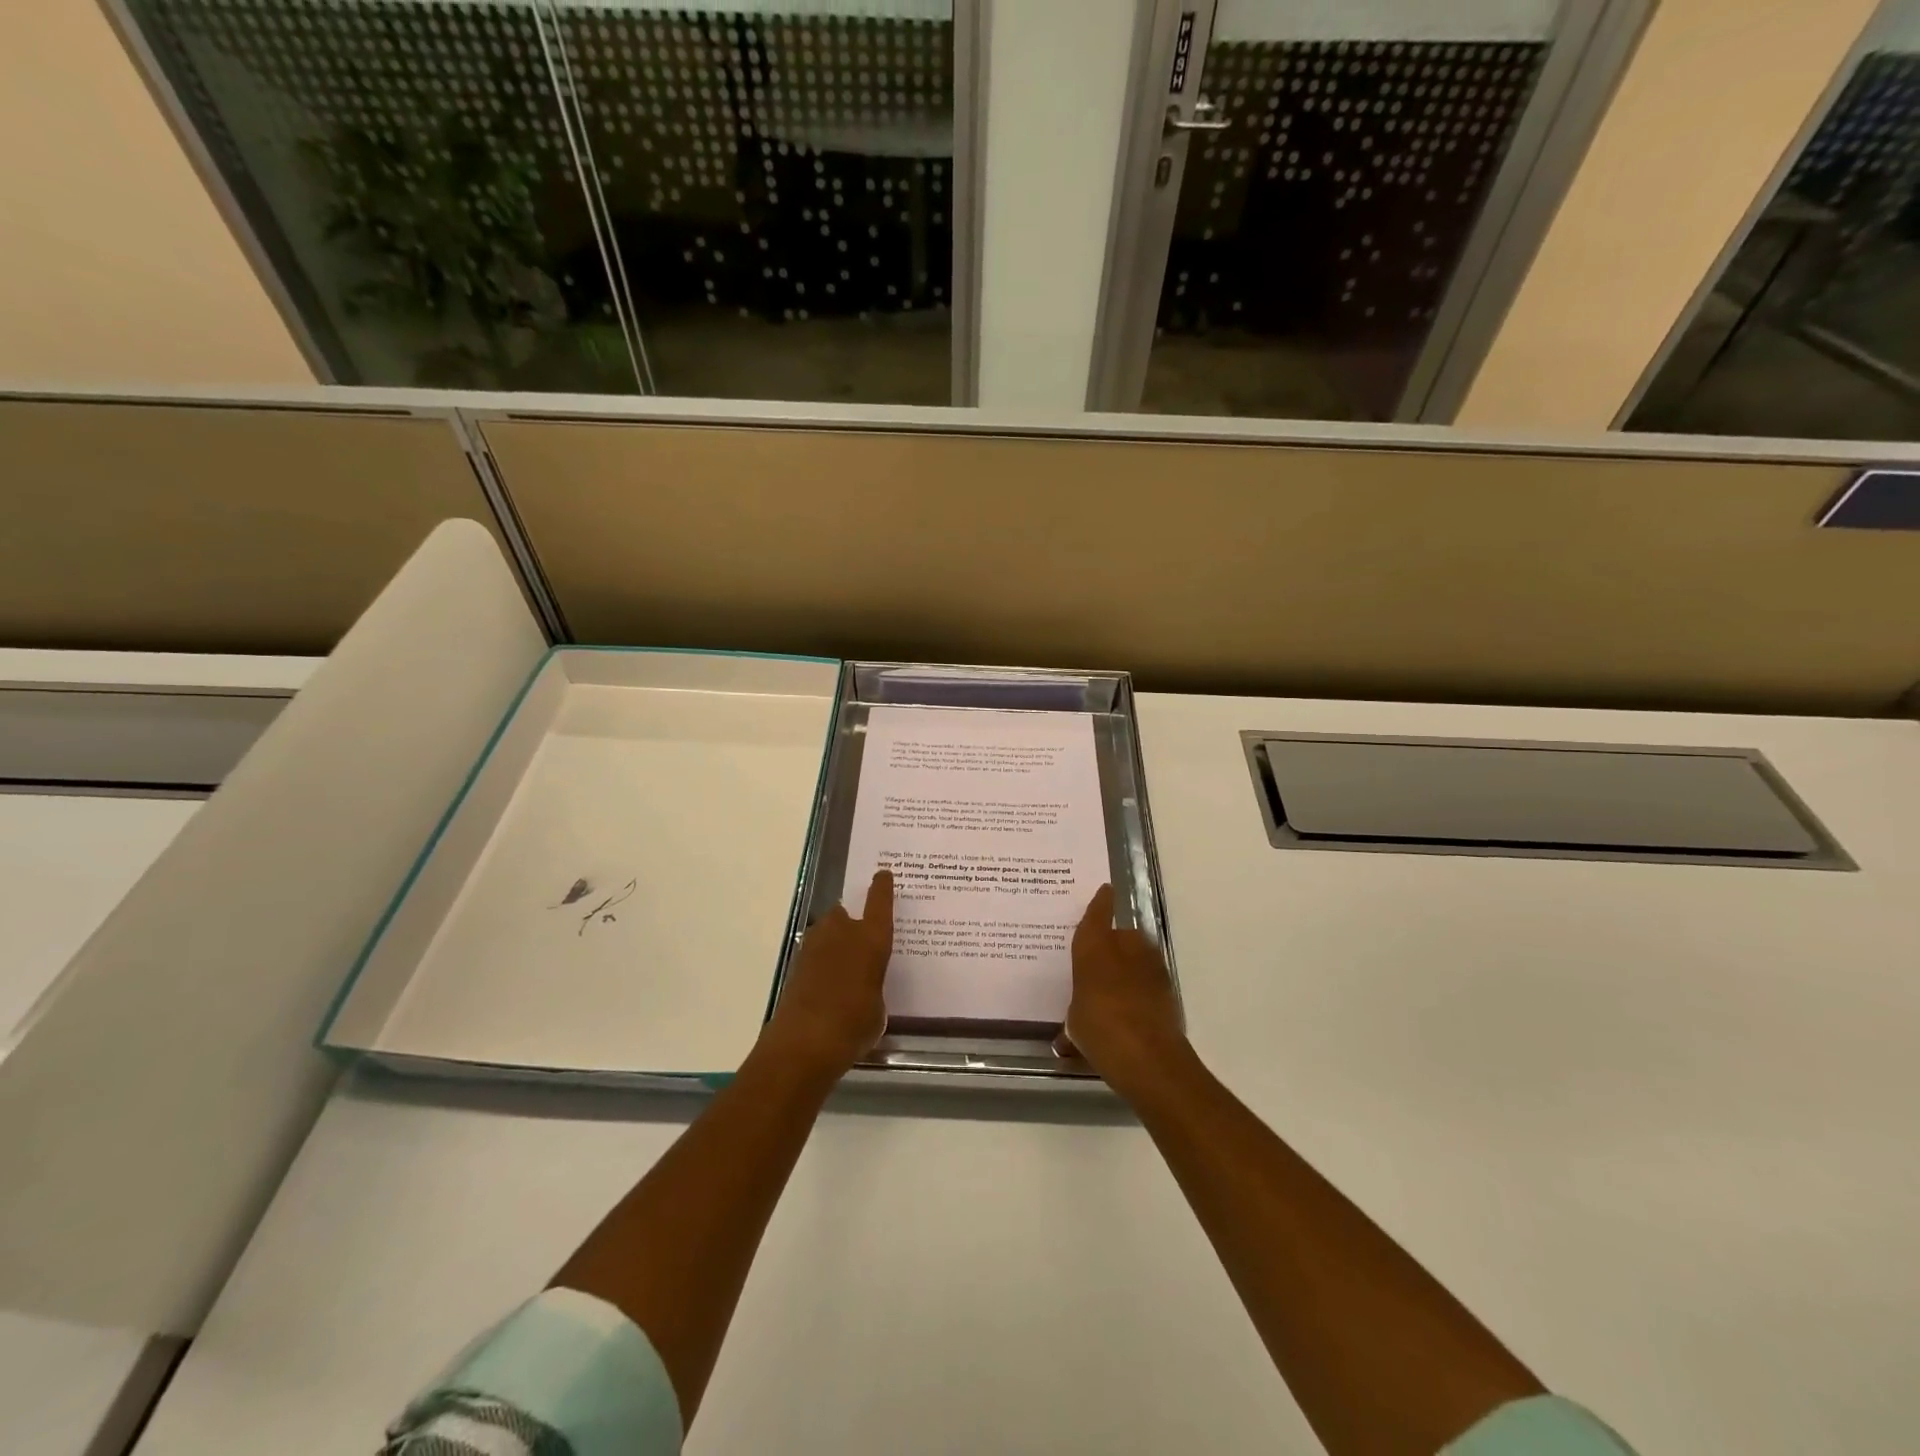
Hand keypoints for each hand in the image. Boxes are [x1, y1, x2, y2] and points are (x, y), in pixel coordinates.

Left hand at [762, 870, 894, 1078]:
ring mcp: (814, 948)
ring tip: (844, 964)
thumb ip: (873, 988)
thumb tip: (864, 986)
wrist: (804, 1042)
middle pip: (844, 914)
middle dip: (850, 921)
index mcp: (871, 939)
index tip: (883, 874)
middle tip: (860, 938)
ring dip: (833, 942)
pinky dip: (821, 963)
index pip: (879, 903)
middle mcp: (842, 934)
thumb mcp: (878, 1009)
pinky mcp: (795, 967)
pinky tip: (828, 983)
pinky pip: (814, 955)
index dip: (882, 888)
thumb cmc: (854, 1024)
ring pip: (826, 932)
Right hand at [1057, 884, 1188, 1099]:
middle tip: (1101, 961)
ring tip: (1118, 985)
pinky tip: (1133, 1004)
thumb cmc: (1099, 1029)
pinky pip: (1149, 975)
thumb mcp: (1074, 1023)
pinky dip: (1142, 984)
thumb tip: (1064, 1039)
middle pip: (1120, 934)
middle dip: (1113, 943)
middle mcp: (1123, 946)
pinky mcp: (1168, 985)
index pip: (1096, 913)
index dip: (1101, 902)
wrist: (1148, 1055)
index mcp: (1093, 947)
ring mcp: (1150, 964)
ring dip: (1130, 964)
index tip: (1106, 890)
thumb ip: (1075, 1015)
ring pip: (1138, 953)